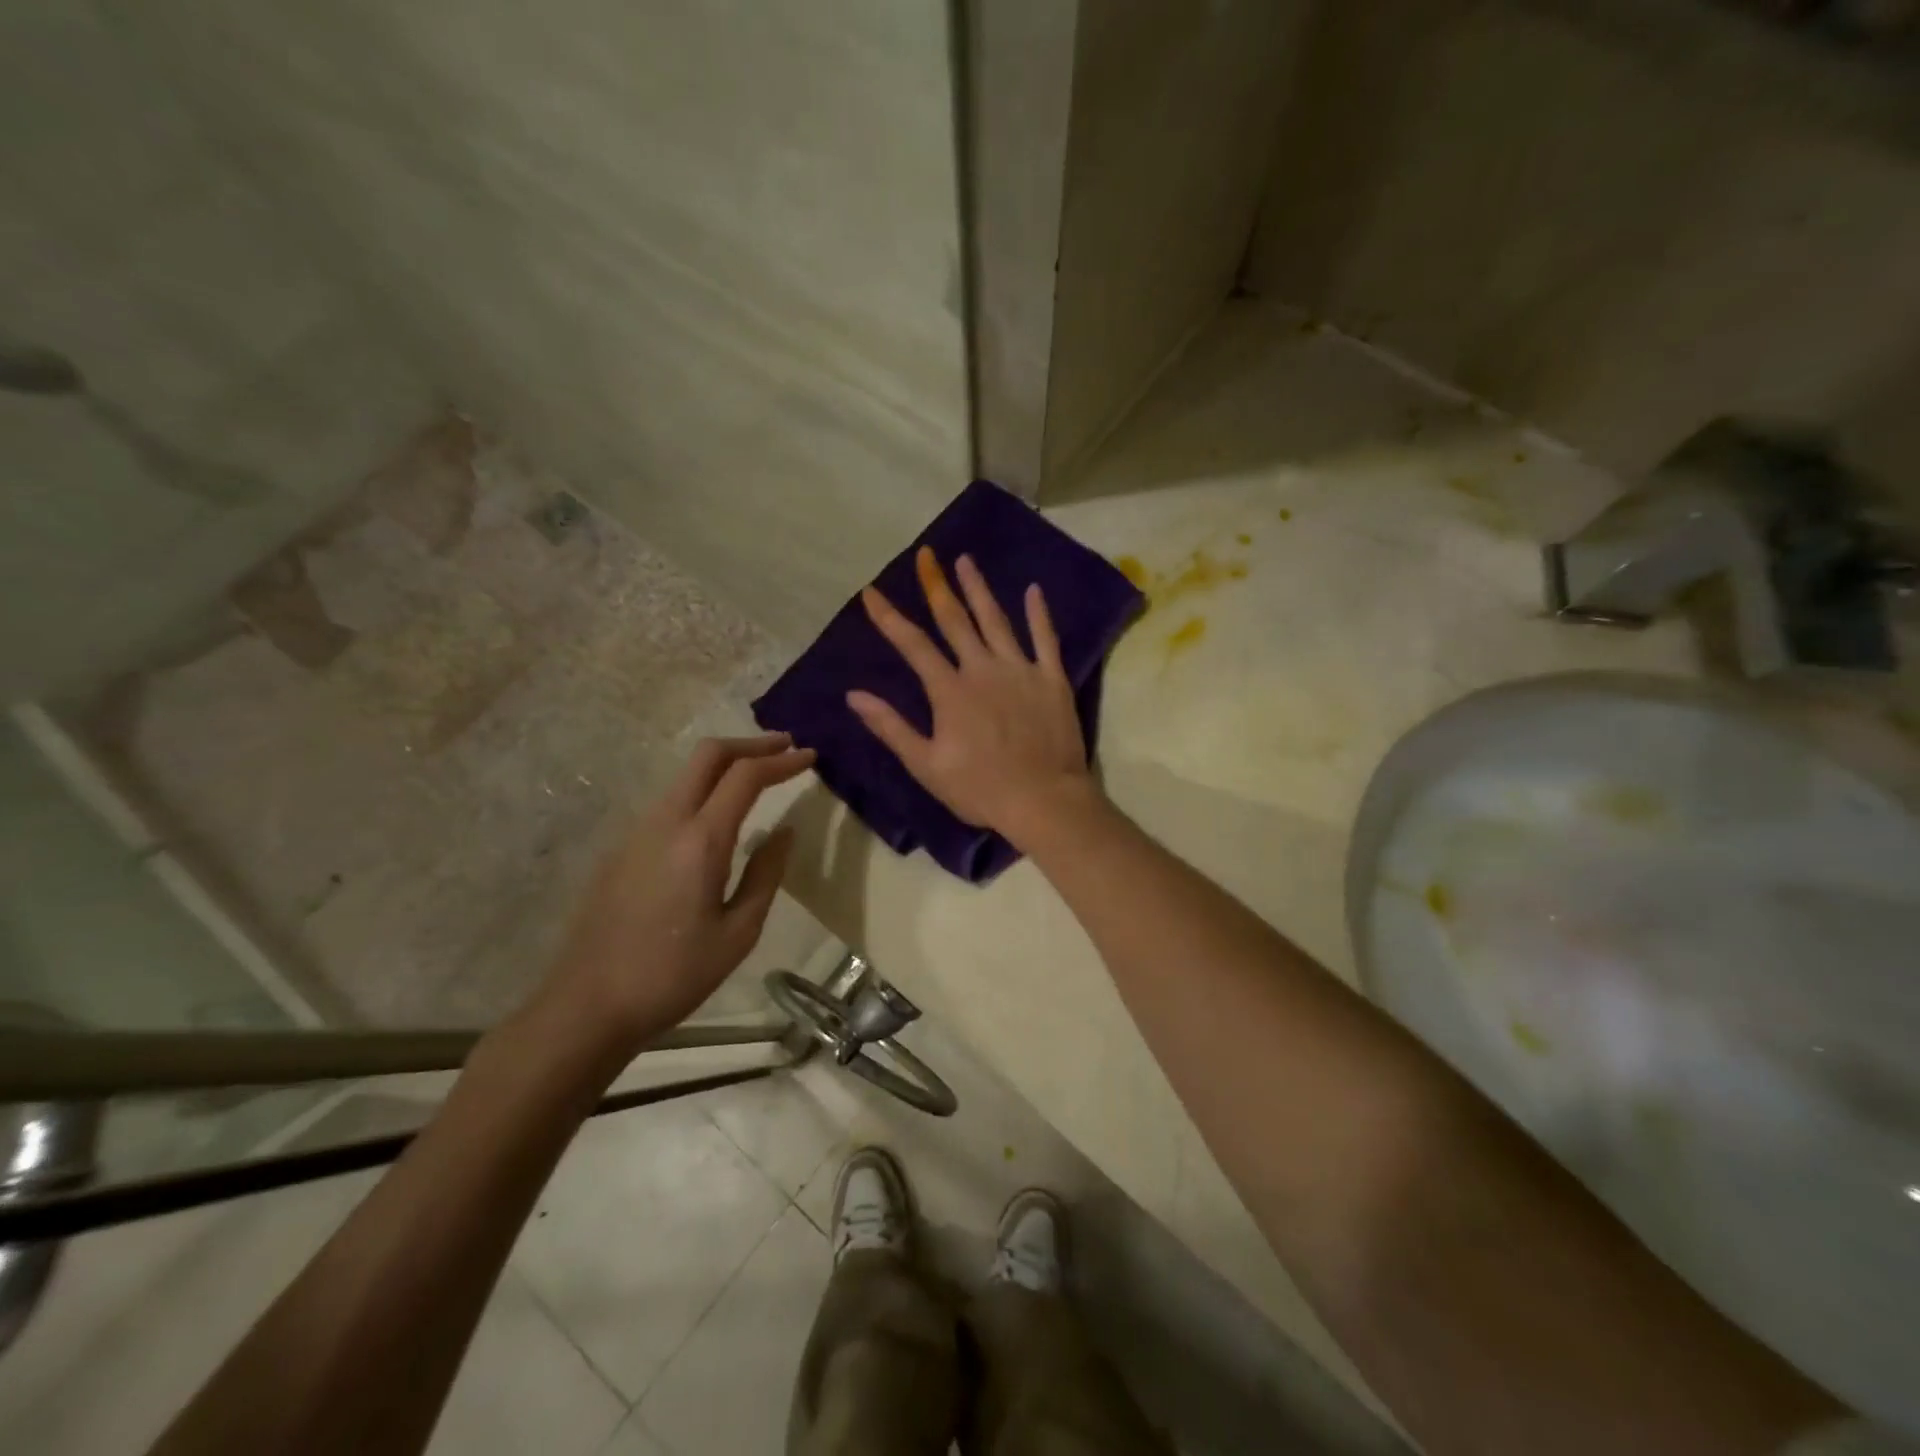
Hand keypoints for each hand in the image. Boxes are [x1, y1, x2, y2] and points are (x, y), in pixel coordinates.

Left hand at [528, 733, 814, 1065]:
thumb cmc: (673, 975)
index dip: (782, 761)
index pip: (746, 776)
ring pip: (686, 776)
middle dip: (751, 744)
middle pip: (708, 756)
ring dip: (725, 766)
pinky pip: (671, 802)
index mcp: (700, 841)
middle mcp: (665, 821)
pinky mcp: (622, 849)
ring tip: (759, 778)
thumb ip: (766, 874)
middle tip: (786, 748)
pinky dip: (703, 791)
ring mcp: (637, 832)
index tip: (810, 757)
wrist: (588, 1005)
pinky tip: (719, 817)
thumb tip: (783, 831)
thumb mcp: (738, 932)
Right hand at [848, 547, 1100, 846]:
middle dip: (936, 585)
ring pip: (996, 620)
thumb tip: (855, 695)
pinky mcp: (1052, 679)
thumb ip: (891, 727)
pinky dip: (1038, 614)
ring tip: (966, 560)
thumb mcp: (926, 765)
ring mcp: (1020, 670)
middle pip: (955, 620)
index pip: (913, 645)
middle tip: (926, 555)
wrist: (1043, 800)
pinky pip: (1045, 639)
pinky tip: (1033, 590)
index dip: (889, 617)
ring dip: (979, 589)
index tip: (871, 591)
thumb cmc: (980, 789)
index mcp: (950, 690)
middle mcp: (983, 669)